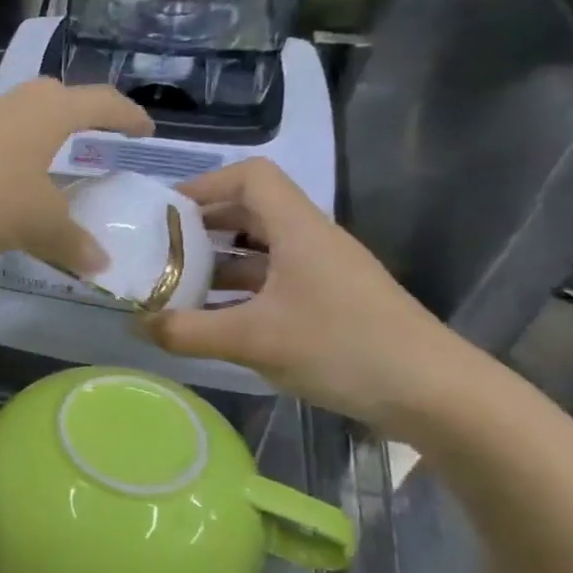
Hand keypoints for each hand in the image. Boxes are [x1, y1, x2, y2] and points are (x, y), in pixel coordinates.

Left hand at [0, 80, 152, 274]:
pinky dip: (6, 161)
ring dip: (37, 140)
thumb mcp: (36, 224)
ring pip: (18, 121)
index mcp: (48, 112)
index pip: (101, 102)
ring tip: (48, 170)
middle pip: (55, 99)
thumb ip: (71, 242)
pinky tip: (0, 188)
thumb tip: (100, 263)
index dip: (127, 115)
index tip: (145, 130)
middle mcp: (12, 105)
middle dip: (79, 117)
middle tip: (95, 140)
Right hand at [143, 158, 484, 435]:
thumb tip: (137, 324)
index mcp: (299, 230)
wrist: (436, 394)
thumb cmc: (343, 348)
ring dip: (216, 264)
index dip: (205, 184)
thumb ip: (187, 331)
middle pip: (250, 212)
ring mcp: (322, 273)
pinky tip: (211, 319)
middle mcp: (311, 241)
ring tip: (174, 288)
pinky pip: (272, 282)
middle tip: (157, 252)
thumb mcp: (252, 340)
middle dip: (200, 228)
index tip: (165, 213)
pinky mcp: (328, 303)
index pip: (251, 177)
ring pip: (259, 251)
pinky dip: (237, 292)